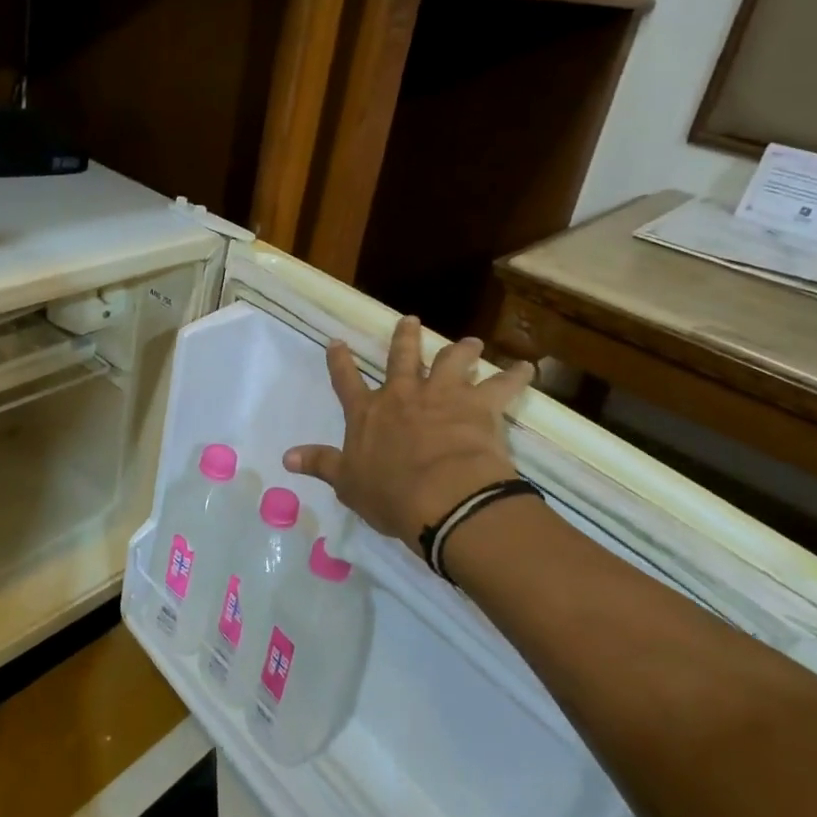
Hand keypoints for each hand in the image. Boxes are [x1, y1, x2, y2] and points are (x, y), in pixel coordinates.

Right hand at [284, 314, 533, 552]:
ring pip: (451, 360)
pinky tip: (529, 367)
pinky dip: (517, 375)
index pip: (347, 380)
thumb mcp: (347, 483)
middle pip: (402, 356)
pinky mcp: (478, 405)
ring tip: (471, 341)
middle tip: (410, 320)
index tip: (337, 341)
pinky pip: (503, 384)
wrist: (442, 496)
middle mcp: (403, 394)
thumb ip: (320, 464)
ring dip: (461, 349)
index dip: (340, 360)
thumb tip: (287, 457)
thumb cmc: (390, 493)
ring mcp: (442, 395)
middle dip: (404, 337)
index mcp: (368, 412)